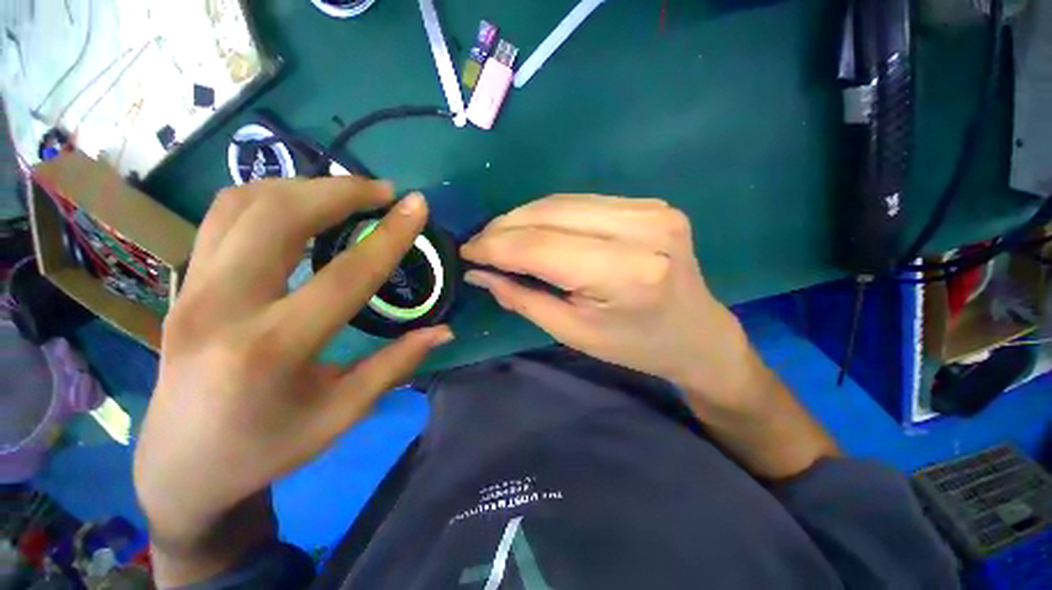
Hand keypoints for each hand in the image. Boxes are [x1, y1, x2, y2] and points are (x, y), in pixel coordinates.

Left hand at [134, 178, 451, 583]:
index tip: (418, 205)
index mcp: (269, 353)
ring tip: (332, 198)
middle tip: (378, 193)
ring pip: (247, 201)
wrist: (185, 458)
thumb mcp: (330, 421)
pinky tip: (283, 211)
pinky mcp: (184, 280)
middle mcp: (225, 305)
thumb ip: (386, 370)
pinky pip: (222, 215)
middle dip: (339, 190)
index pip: (340, 279)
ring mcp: (195, 286)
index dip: (387, 238)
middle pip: (283, 214)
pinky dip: (261, 198)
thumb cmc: (260, 450)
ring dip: (298, 186)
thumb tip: (439, 330)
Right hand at [461, 195, 757, 410]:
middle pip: (552, 213)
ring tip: (503, 237)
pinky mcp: (654, 203)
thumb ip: (523, 298)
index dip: (495, 246)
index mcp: (625, 273)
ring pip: (566, 201)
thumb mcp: (576, 333)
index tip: (465, 251)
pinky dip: (557, 213)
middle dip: (506, 227)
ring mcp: (653, 210)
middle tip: (479, 244)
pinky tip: (542, 230)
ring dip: (527, 216)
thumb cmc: (638, 346)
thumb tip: (477, 270)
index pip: (541, 247)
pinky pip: (588, 201)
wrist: (698, 333)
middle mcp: (642, 230)